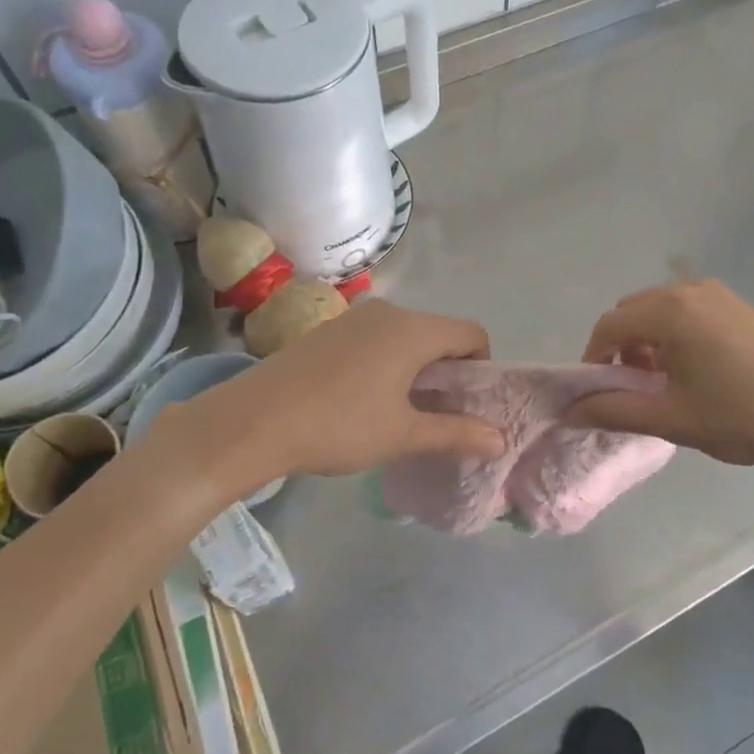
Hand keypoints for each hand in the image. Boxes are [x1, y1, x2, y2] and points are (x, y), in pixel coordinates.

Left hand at [176, 300, 505, 483]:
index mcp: (413, 329)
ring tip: (401, 409)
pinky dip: (387, 361)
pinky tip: (365, 397)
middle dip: (449, 369)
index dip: (482, 367)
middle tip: (438, 413)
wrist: (253, 421)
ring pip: (406, 335)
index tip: (468, 404)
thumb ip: (455, 433)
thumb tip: (500, 441)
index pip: (472, 333)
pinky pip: (376, 338)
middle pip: (439, 332)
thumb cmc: (339, 425)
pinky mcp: (329, 330)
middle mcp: (388, 312)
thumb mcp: (403, 434)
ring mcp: (354, 317)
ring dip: (417, 366)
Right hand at [567, 279, 753, 474]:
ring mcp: (717, 293)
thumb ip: (613, 411)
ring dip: (646, 339)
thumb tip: (569, 412)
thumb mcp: (670, 419)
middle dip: (620, 346)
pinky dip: (672, 332)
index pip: (609, 325)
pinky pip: (685, 308)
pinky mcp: (736, 304)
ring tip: (663, 380)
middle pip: (631, 311)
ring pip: (658, 308)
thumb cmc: (741, 416)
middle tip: (632, 388)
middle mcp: (688, 290)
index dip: (594, 358)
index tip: (600, 392)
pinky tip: (693, 368)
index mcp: (669, 312)